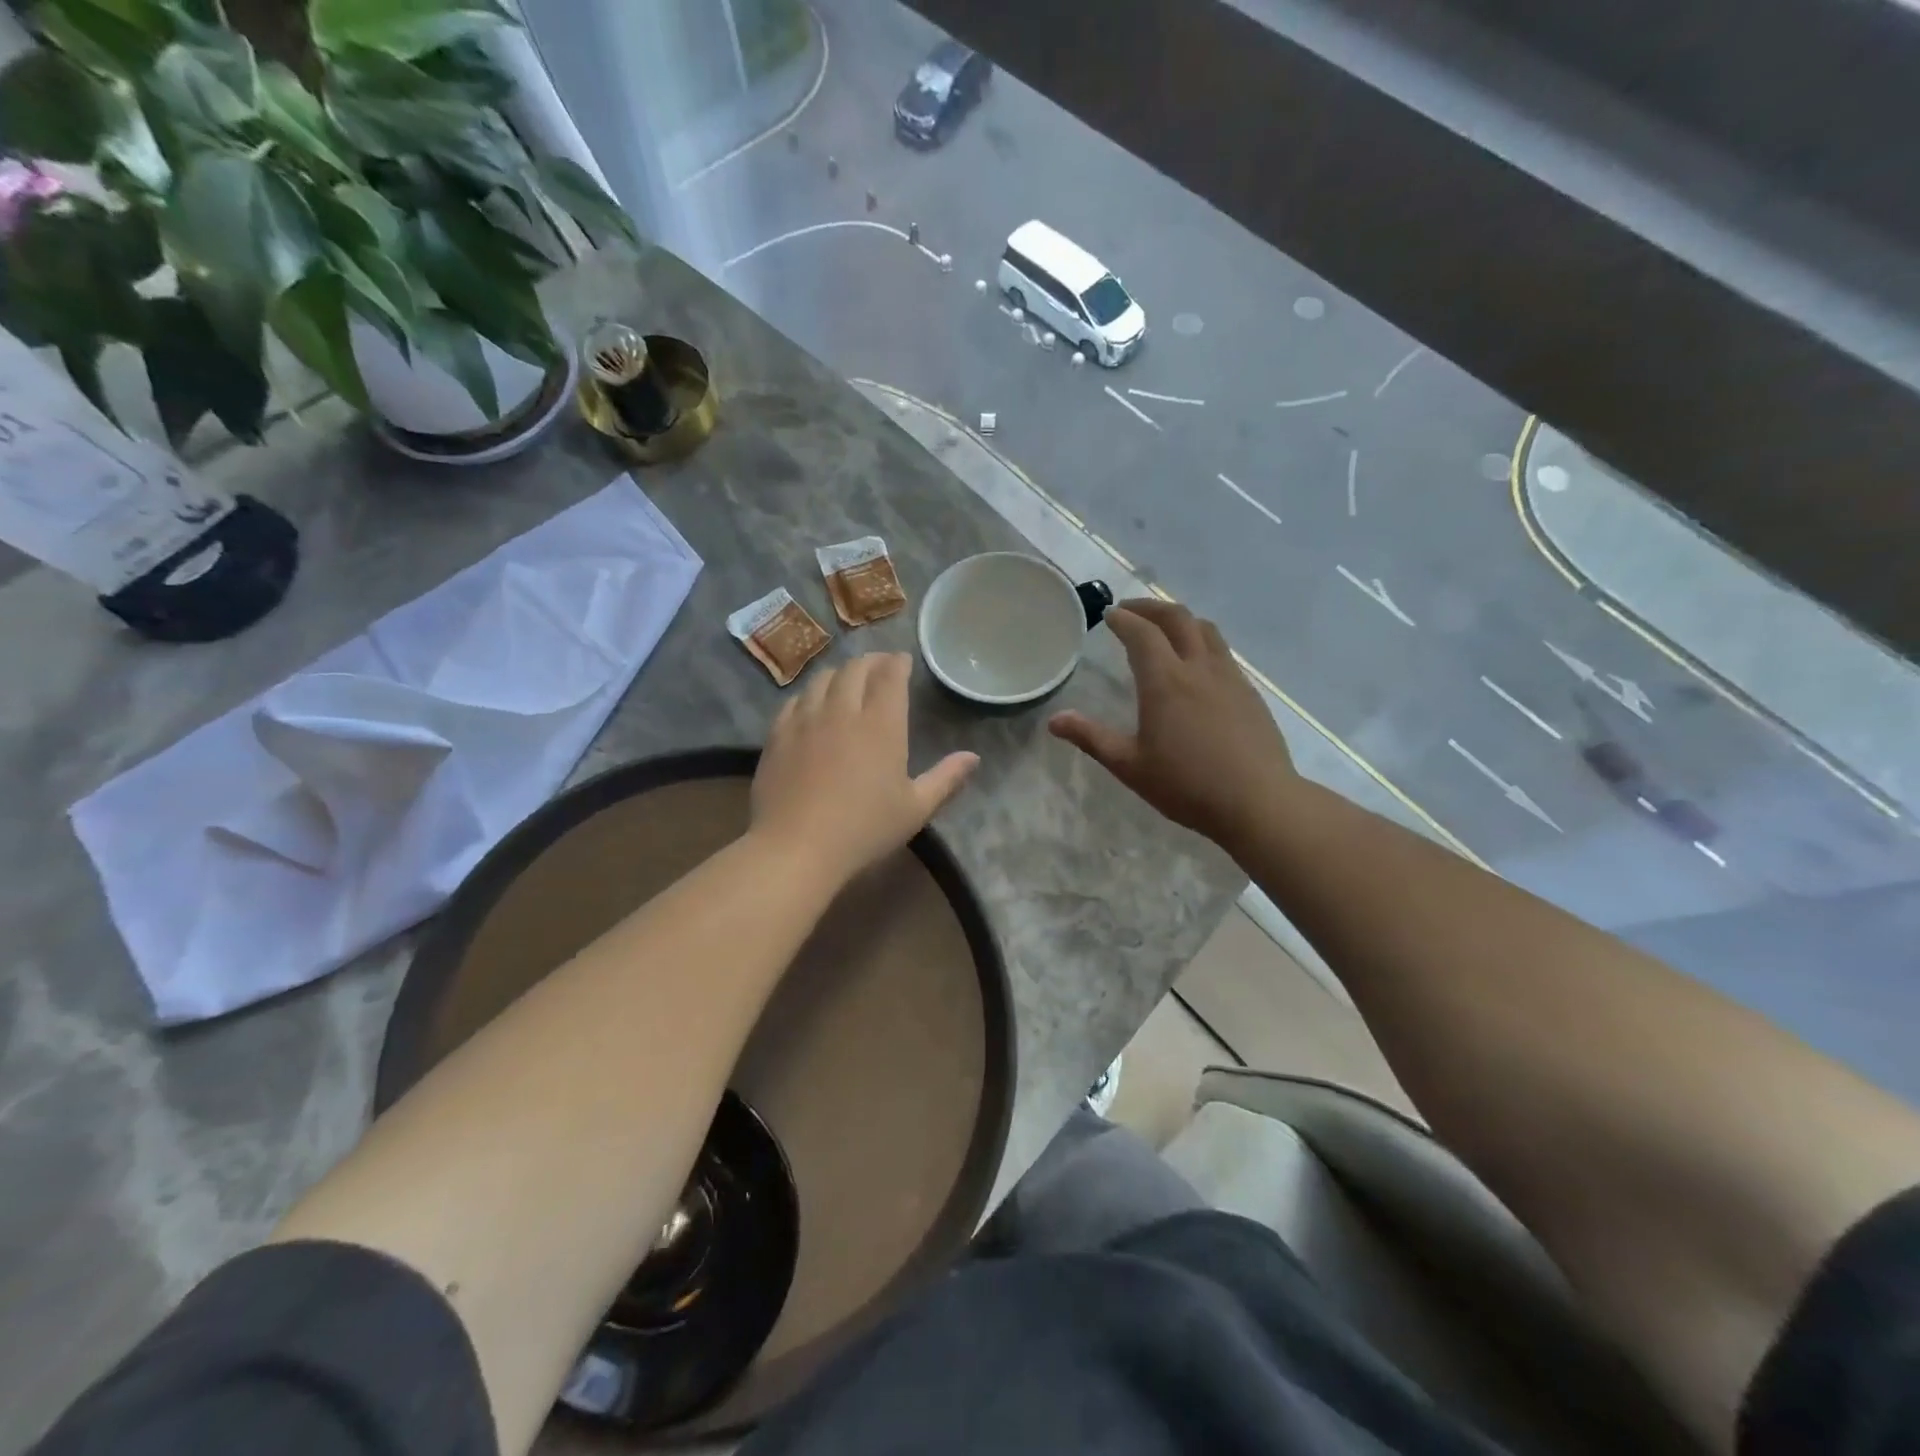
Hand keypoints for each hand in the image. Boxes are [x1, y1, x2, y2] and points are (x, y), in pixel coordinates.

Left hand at [751, 653, 978, 887]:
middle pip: (855, 669)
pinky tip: (812, 703)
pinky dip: (810, 693)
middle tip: (880, 666)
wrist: (795, 848)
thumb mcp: (915, 809)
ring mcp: (805, 720)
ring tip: (848, 679)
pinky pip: (794, 700)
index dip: (898, 663)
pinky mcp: (778, 735)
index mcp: (881, 725)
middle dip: (871, 661)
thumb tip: (973, 757)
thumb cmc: (864, 830)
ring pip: (823, 679)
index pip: (890, 676)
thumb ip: (946, 779)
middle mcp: (843, 711)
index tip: (903, 661)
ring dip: (840, 673)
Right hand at [1049, 600, 1295, 848]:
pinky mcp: (1249, 692)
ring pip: (1206, 630)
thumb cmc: (1187, 785)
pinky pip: (1223, 652)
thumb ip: (1091, 738)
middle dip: (1151, 607)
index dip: (1124, 619)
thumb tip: (1054, 720)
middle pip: (1177, 618)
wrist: (1257, 801)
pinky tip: (1197, 664)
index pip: (1142, 633)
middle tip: (1131, 610)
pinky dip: (1202, 641)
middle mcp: (1198, 668)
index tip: (1109, 615)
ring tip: (1164, 627)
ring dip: (1180, 619)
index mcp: (1165, 682)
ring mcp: (1230, 677)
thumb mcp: (1130, 765)